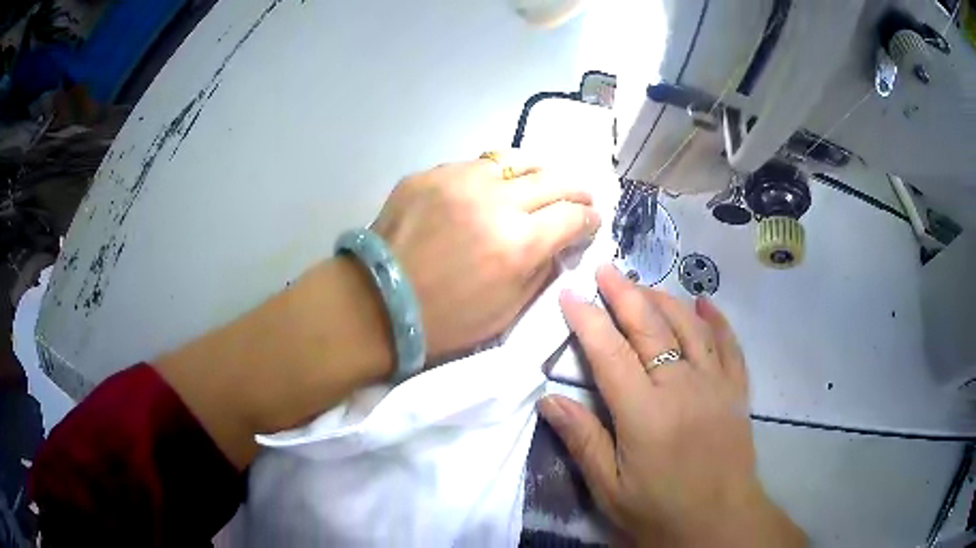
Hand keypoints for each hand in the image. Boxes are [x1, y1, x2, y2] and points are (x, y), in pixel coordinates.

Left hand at [371, 152, 600, 357]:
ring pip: (516, 161)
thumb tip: (559, 244)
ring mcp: (459, 180)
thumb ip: (541, 271)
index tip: (590, 223)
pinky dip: (494, 176)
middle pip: (554, 179)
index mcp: (518, 244)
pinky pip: (476, 165)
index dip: (589, 219)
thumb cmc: (444, 321)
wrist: (376, 304)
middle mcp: (495, 202)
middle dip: (576, 189)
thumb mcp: (507, 312)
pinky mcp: (430, 173)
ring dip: (538, 173)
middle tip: (580, 198)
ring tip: (542, 183)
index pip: (573, 216)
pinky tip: (492, 188)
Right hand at [540, 265, 804, 546]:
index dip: (587, 320)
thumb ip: (582, 440)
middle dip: (624, 294)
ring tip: (643, 284)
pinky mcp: (736, 390)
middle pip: (650, 328)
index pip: (610, 353)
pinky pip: (729, 344)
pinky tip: (705, 302)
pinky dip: (717, 319)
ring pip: (689, 326)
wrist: (719, 523)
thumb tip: (548, 399)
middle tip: (605, 269)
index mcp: (644, 413)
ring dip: (664, 299)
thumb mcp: (610, 487)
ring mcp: (715, 384)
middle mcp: (682, 386)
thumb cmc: (659, 511)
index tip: (570, 294)